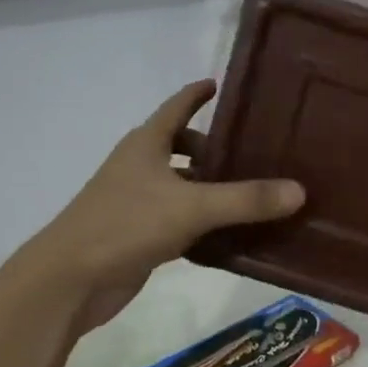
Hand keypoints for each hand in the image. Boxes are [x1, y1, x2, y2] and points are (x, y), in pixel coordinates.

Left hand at [8, 81, 304, 330]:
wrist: (68, 281)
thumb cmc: (125, 225)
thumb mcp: (192, 207)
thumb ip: (246, 200)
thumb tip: (299, 191)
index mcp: (146, 145)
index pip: (176, 107)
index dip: (197, 94)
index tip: (220, 85)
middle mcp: (141, 167)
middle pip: (182, 146)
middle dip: (214, 147)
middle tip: (255, 152)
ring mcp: (138, 202)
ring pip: (183, 184)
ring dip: (212, 186)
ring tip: (255, 191)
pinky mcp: (140, 235)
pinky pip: (181, 218)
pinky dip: (205, 220)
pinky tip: (233, 232)